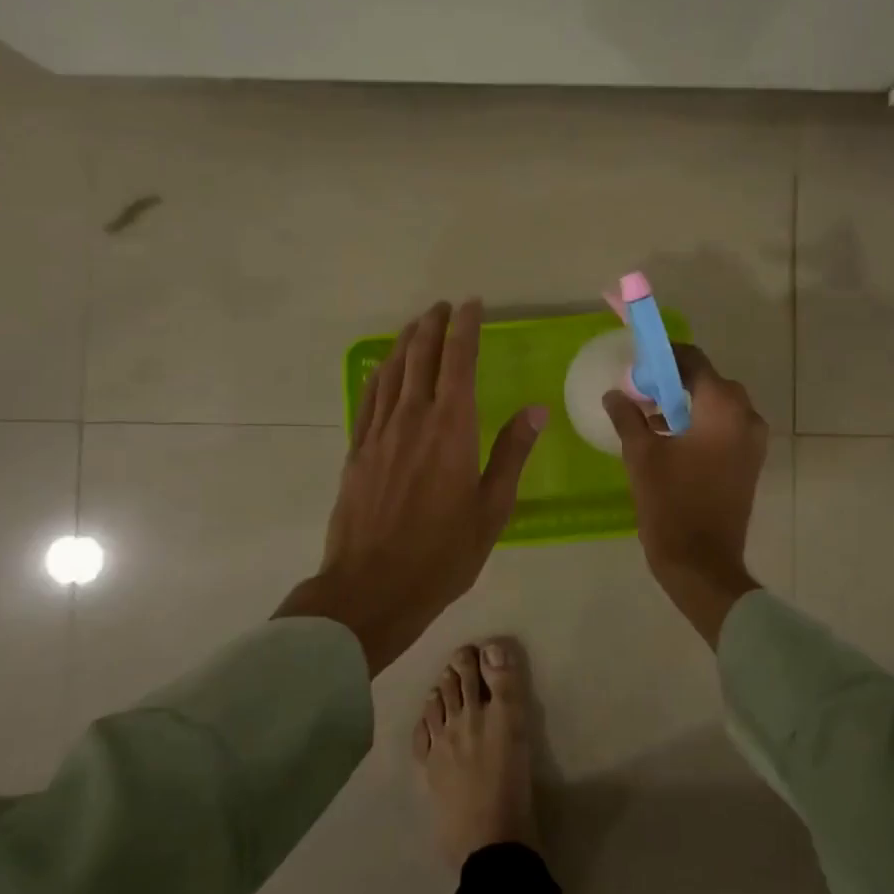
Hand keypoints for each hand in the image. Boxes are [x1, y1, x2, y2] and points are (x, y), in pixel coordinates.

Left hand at [277, 300, 545, 674]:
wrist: (371, 588)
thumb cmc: (442, 553)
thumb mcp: (492, 509)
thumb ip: (511, 453)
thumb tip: (536, 409)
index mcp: (452, 428)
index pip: (458, 361)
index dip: (465, 328)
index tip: (471, 305)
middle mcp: (413, 419)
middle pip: (421, 357)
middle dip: (433, 325)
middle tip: (443, 306)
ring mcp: (380, 433)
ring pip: (392, 372)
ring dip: (405, 342)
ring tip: (416, 324)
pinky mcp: (357, 451)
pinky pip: (369, 399)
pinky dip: (379, 375)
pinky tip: (382, 368)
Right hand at [603, 344, 767, 645]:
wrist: (702, 563)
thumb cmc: (671, 504)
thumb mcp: (641, 455)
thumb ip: (628, 416)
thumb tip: (615, 394)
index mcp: (723, 407)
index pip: (694, 360)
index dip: (664, 357)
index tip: (638, 365)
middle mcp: (746, 416)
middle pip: (708, 381)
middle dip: (674, 382)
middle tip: (640, 392)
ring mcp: (752, 441)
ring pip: (717, 405)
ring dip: (686, 404)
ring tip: (649, 416)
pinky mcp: (750, 462)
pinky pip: (725, 428)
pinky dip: (701, 424)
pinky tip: (670, 439)